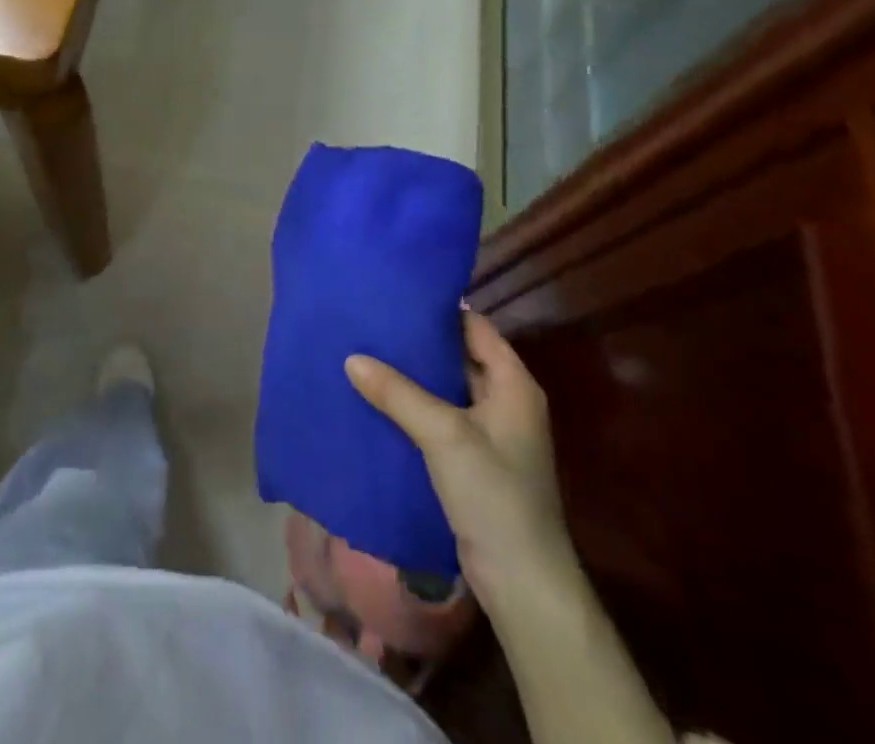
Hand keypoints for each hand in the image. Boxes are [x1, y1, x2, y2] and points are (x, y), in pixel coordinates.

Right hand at [346, 310, 573, 607]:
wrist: (523, 584)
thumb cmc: (494, 495)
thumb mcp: (444, 435)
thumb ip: (398, 393)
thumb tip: (351, 358)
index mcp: (513, 384)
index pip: (475, 326)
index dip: (440, 308)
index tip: (397, 291)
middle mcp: (505, 401)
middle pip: (458, 355)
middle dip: (418, 340)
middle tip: (372, 319)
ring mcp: (489, 433)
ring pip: (445, 388)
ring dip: (412, 375)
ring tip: (366, 351)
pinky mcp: (472, 461)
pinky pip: (438, 418)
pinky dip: (412, 406)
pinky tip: (377, 399)